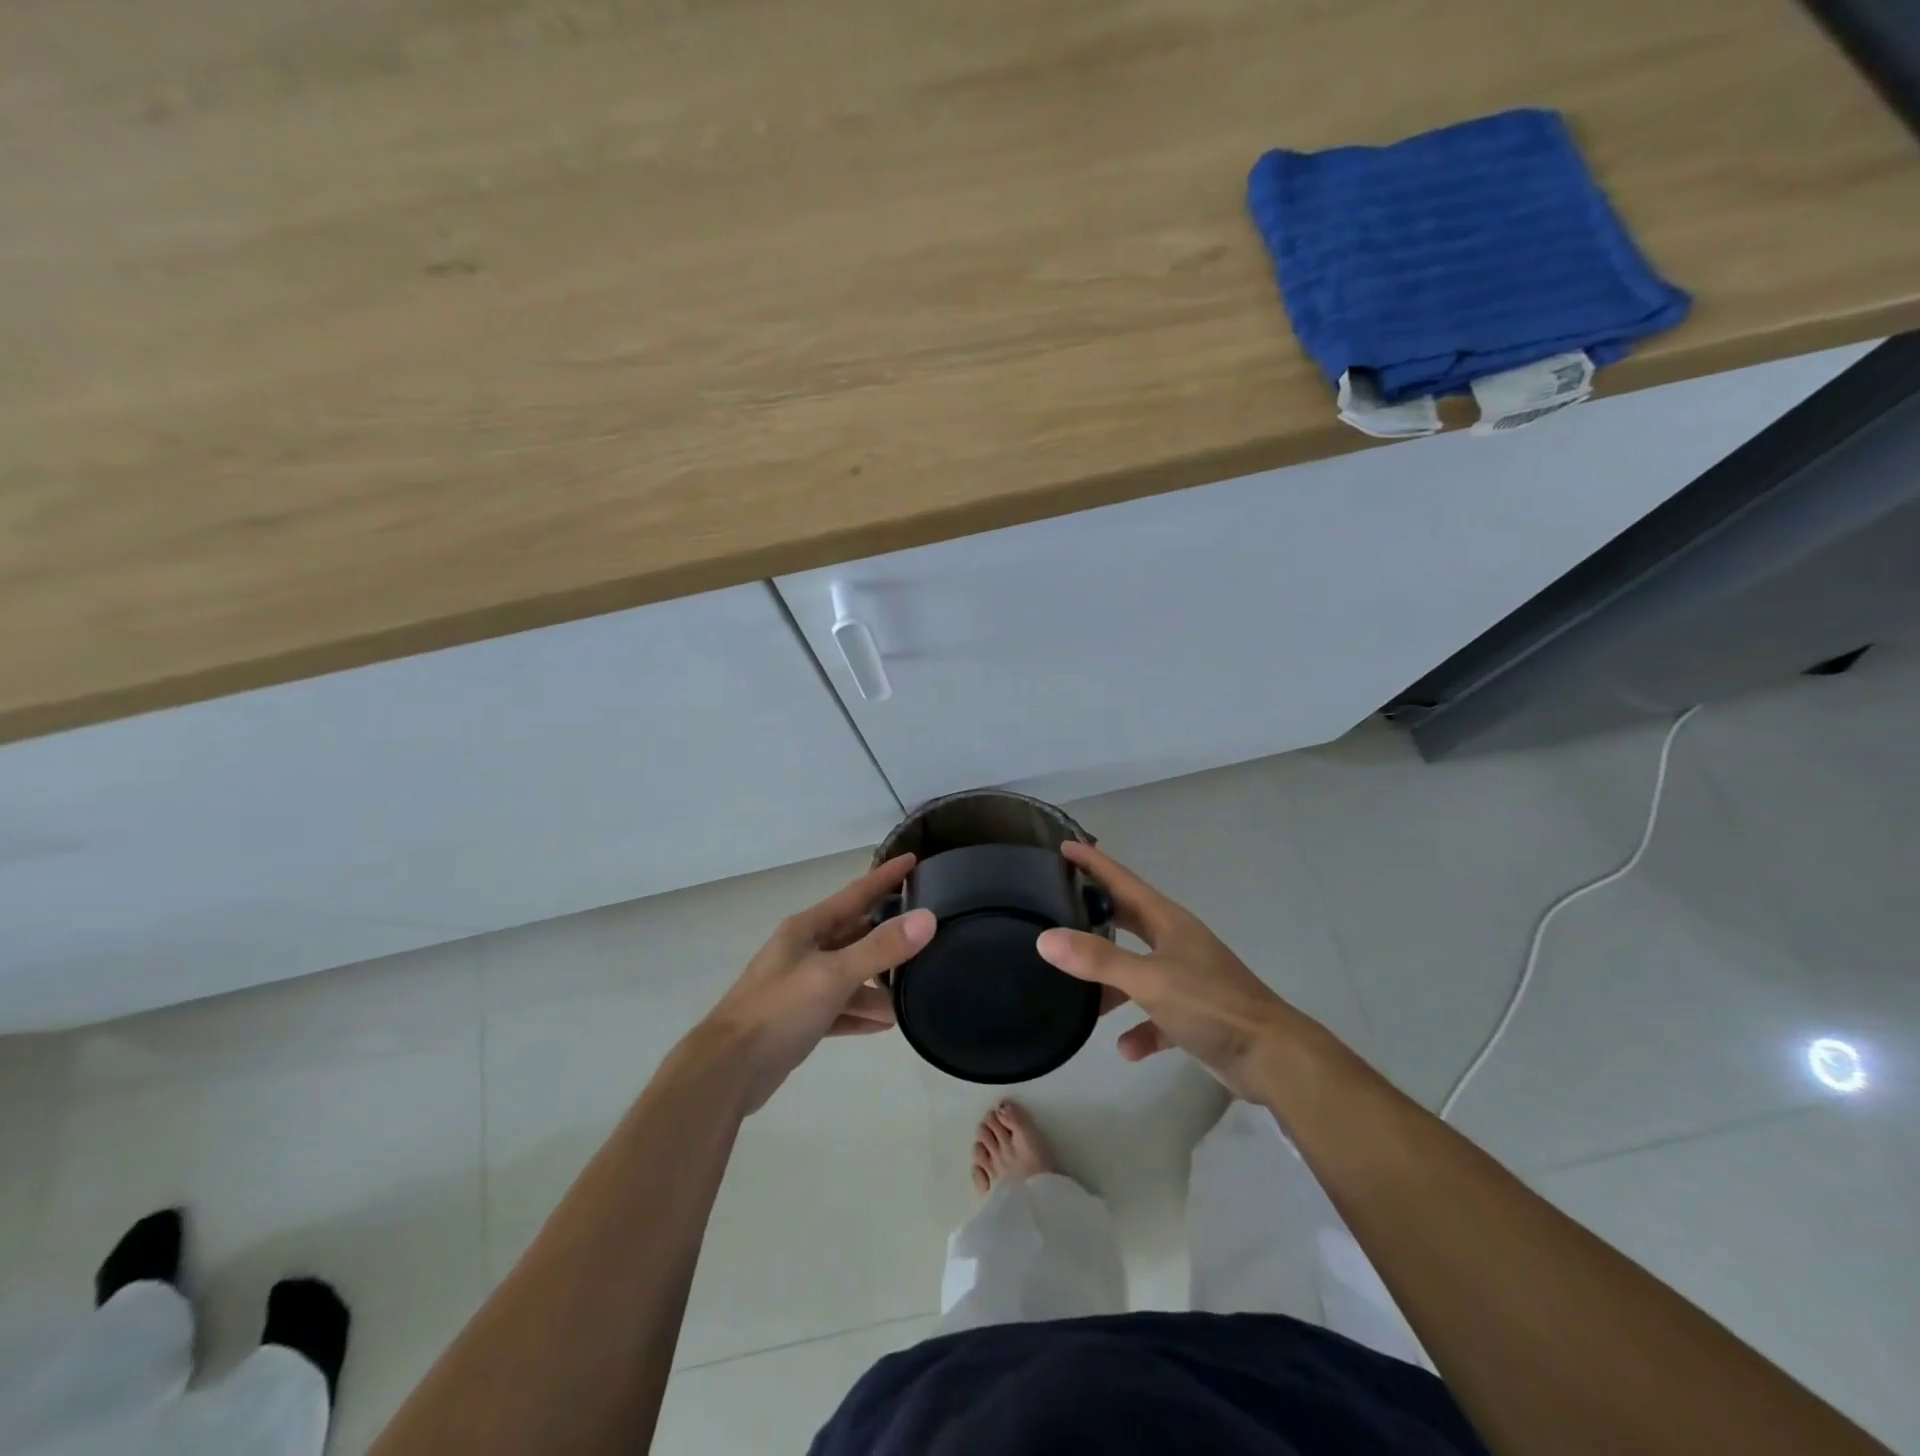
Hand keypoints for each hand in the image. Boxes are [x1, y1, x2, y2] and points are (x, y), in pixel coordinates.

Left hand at [697, 854, 935, 1113]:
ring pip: (848, 975)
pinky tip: (884, 1024)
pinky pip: (839, 1009)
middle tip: (925, 930)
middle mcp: (803, 951)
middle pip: (854, 933)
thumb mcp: (834, 975)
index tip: (913, 859)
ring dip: (876, 984)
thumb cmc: (779, 1010)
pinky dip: (860, 1014)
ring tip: (909, 996)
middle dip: (887, 933)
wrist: (727, 1070)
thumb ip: (881, 948)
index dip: (885, 877)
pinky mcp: (798, 1020)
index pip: (855, 893)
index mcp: (807, 929)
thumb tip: (928, 918)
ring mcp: (799, 986)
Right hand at [1035, 842, 1310, 1098]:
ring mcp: (1187, 978)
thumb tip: (1045, 939)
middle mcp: (1176, 943)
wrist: (1271, 1056)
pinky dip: (1141, 1029)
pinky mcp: (1195, 1014)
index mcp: (1168, 922)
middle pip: (1128, 920)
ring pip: (1138, 970)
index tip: (1064, 845)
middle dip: (1096, 914)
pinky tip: (1126, 1048)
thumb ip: (1097, 960)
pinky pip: (1156, 1015)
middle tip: (1057, 906)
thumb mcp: (1148, 979)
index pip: (1123, 881)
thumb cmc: (1210, 1004)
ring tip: (1077, 993)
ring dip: (1111, 982)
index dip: (1094, 862)